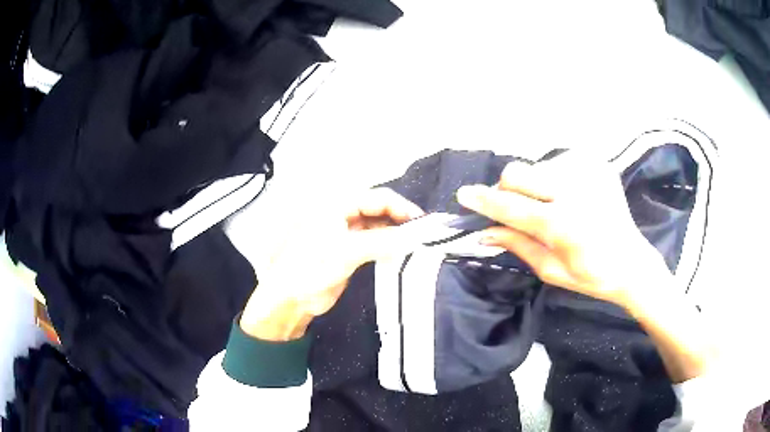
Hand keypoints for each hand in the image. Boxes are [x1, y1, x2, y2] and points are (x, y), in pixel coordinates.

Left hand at [240, 188, 423, 340]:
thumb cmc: (311, 270)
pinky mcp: (351, 251)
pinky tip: (403, 252)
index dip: (402, 207)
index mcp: (338, 206)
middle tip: (425, 233)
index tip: (424, 223)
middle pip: (380, 209)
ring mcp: (348, 233)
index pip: (378, 198)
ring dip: (397, 232)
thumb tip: (414, 235)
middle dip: (402, 218)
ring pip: (380, 226)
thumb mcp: (345, 253)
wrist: (292, 299)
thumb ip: (380, 241)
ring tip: (419, 242)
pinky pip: (376, 242)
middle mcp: (344, 215)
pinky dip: (390, 245)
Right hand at [457, 153, 670, 306]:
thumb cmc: (592, 274)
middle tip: (517, 208)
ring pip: (535, 166)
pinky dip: (553, 178)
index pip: (512, 207)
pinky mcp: (596, 162)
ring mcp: (588, 171)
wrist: (632, 260)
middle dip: (507, 190)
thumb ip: (517, 245)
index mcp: (565, 225)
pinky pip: (557, 161)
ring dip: (533, 185)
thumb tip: (484, 232)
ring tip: (552, 205)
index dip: (484, 201)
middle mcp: (575, 191)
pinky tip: (568, 196)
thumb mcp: (551, 270)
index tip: (464, 195)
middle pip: (518, 173)